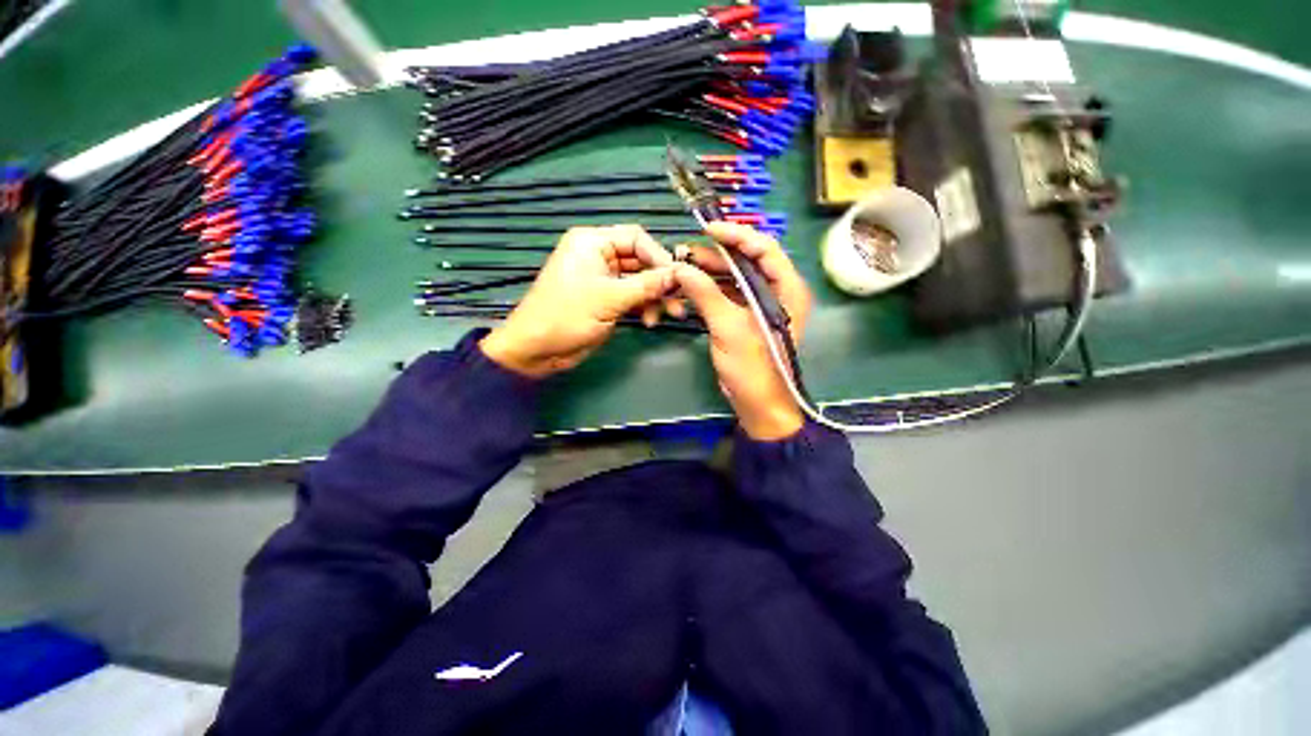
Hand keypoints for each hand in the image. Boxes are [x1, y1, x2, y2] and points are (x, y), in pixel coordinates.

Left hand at [480, 225, 678, 377]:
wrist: (537, 350)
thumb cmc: (567, 316)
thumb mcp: (609, 298)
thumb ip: (647, 285)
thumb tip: (680, 275)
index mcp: (592, 242)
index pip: (636, 238)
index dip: (659, 256)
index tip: (678, 278)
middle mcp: (599, 256)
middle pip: (641, 261)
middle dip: (660, 281)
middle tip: (679, 301)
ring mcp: (604, 279)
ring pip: (640, 281)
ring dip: (656, 297)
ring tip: (669, 315)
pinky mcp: (607, 300)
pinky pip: (633, 297)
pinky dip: (645, 307)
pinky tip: (650, 321)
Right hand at [674, 222, 812, 440]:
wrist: (759, 404)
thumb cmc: (752, 366)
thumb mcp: (728, 327)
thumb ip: (705, 294)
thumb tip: (681, 268)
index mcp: (787, 288)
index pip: (764, 248)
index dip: (736, 235)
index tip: (707, 229)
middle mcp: (779, 291)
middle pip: (749, 260)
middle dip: (719, 254)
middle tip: (689, 251)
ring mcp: (762, 304)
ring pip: (737, 277)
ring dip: (712, 271)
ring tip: (685, 267)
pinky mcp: (748, 317)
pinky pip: (730, 294)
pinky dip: (712, 289)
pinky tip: (692, 287)